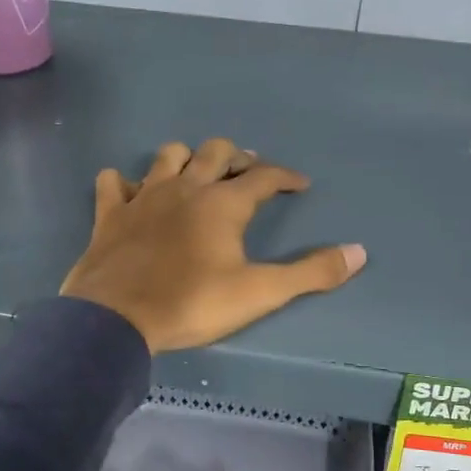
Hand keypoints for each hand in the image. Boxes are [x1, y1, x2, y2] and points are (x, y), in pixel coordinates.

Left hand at [59, 139, 365, 353]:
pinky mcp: (111, 213)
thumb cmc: (192, 303)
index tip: (300, 185)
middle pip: (217, 152)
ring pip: (168, 156)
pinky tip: (134, 194)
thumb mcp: (259, 293)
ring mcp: (143, 196)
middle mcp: (185, 187)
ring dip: (187, 158)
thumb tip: (359, 252)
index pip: (264, 177)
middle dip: (238, 157)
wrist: (117, 317)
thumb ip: (310, 273)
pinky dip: (126, 183)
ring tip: (197, 175)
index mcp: (223, 203)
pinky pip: (115, 182)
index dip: (286, 177)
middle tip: (249, 173)